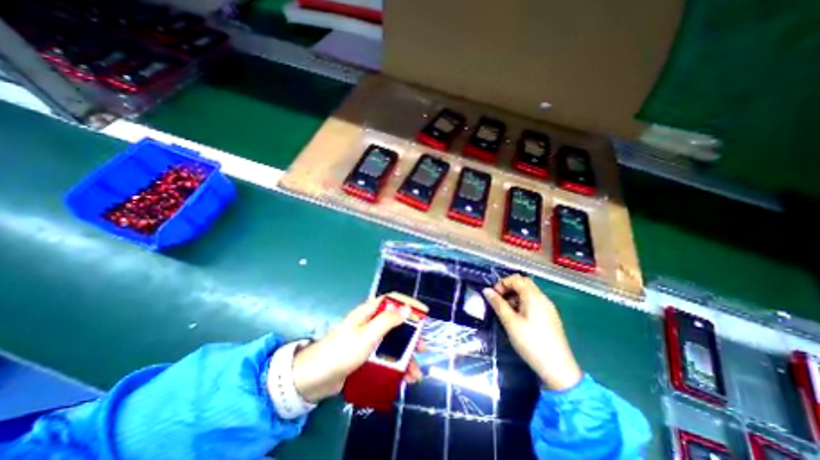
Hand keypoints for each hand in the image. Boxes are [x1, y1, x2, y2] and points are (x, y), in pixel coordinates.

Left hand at [287, 296, 425, 401]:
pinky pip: (385, 357)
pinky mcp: (365, 356)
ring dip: (405, 357)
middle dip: (411, 336)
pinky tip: (402, 379)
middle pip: (396, 323)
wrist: (314, 378)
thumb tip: (406, 308)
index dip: (409, 303)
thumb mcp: (367, 334)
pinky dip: (395, 366)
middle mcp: (370, 323)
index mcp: (369, 312)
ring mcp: (368, 340)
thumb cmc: (342, 351)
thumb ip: (388, 320)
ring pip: (392, 343)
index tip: (425, 313)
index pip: (393, 300)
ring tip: (415, 373)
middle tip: (422, 348)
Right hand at [482, 274, 582, 389]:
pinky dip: (522, 303)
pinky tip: (517, 317)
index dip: (502, 283)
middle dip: (508, 288)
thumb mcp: (510, 322)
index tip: (494, 295)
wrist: (558, 368)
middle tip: (498, 300)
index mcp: (533, 296)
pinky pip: (534, 302)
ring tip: (506, 310)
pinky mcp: (550, 316)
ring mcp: (548, 307)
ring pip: (528, 293)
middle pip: (523, 283)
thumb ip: (498, 304)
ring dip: (514, 296)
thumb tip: (486, 290)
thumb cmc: (530, 342)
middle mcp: (542, 298)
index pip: (516, 278)